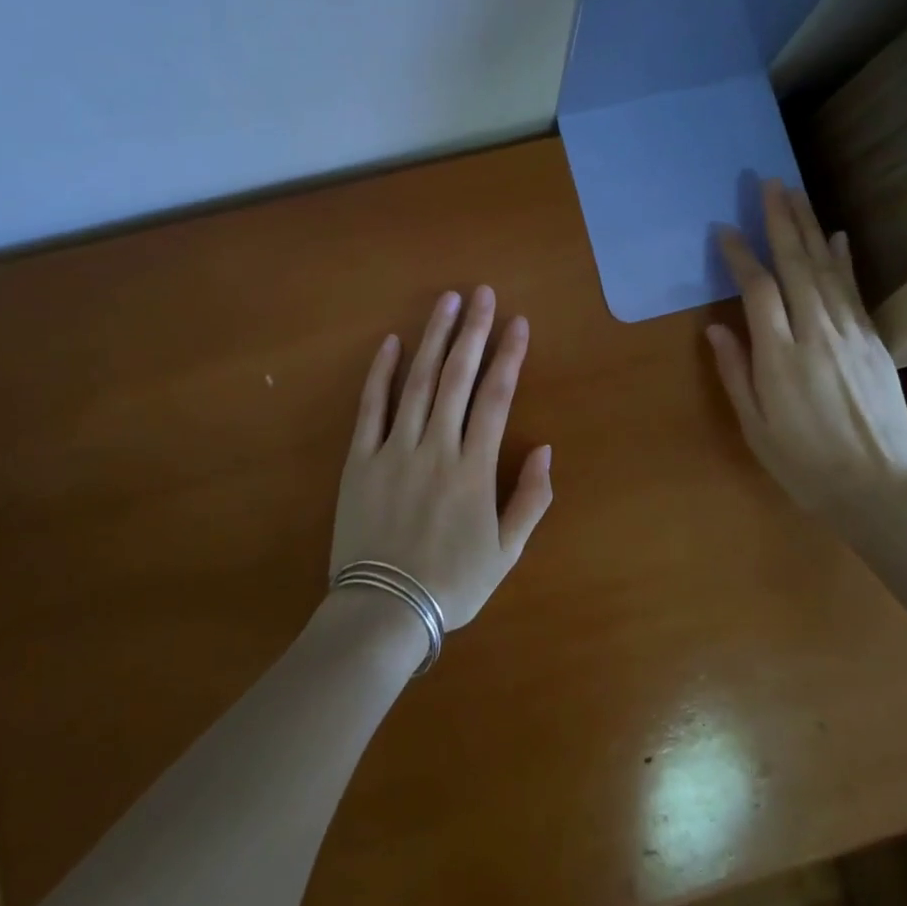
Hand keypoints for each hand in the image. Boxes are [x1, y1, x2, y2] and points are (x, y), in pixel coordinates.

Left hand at [332, 286, 552, 628]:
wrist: (384, 612)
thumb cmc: (452, 583)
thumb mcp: (507, 551)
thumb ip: (531, 498)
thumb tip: (546, 449)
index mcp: (474, 468)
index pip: (496, 398)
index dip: (509, 356)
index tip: (518, 322)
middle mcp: (436, 447)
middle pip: (458, 378)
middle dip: (474, 332)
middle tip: (483, 293)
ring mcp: (395, 450)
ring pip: (417, 382)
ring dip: (433, 339)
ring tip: (446, 302)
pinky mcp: (360, 460)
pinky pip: (370, 409)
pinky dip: (380, 374)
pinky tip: (391, 343)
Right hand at [705, 181, 906, 524]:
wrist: (881, 489)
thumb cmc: (805, 465)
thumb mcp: (756, 427)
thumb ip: (736, 373)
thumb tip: (717, 328)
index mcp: (780, 357)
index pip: (757, 290)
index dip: (740, 256)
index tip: (724, 230)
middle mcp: (816, 334)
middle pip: (796, 265)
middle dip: (780, 221)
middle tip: (769, 184)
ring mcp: (851, 334)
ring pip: (826, 269)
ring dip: (809, 228)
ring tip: (796, 194)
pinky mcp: (874, 342)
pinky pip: (854, 290)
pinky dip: (843, 260)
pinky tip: (836, 237)